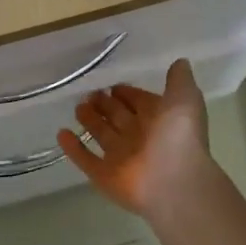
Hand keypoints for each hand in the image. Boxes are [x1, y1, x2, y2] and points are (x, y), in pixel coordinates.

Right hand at [57, 59, 213, 218]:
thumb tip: (180, 61)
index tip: (112, 85)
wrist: (175, 183)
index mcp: (159, 120)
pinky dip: (73, 148)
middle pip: (118, 117)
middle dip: (105, 105)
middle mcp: (140, 138)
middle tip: (90, 93)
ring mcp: (122, 158)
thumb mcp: (184, 98)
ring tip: (77, 107)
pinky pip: (86, 160)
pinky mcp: (105, 177)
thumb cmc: (180, 137)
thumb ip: (179, 79)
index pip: (139, 102)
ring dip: (90, 122)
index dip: (127, 94)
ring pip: (102, 136)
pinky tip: (61, 133)